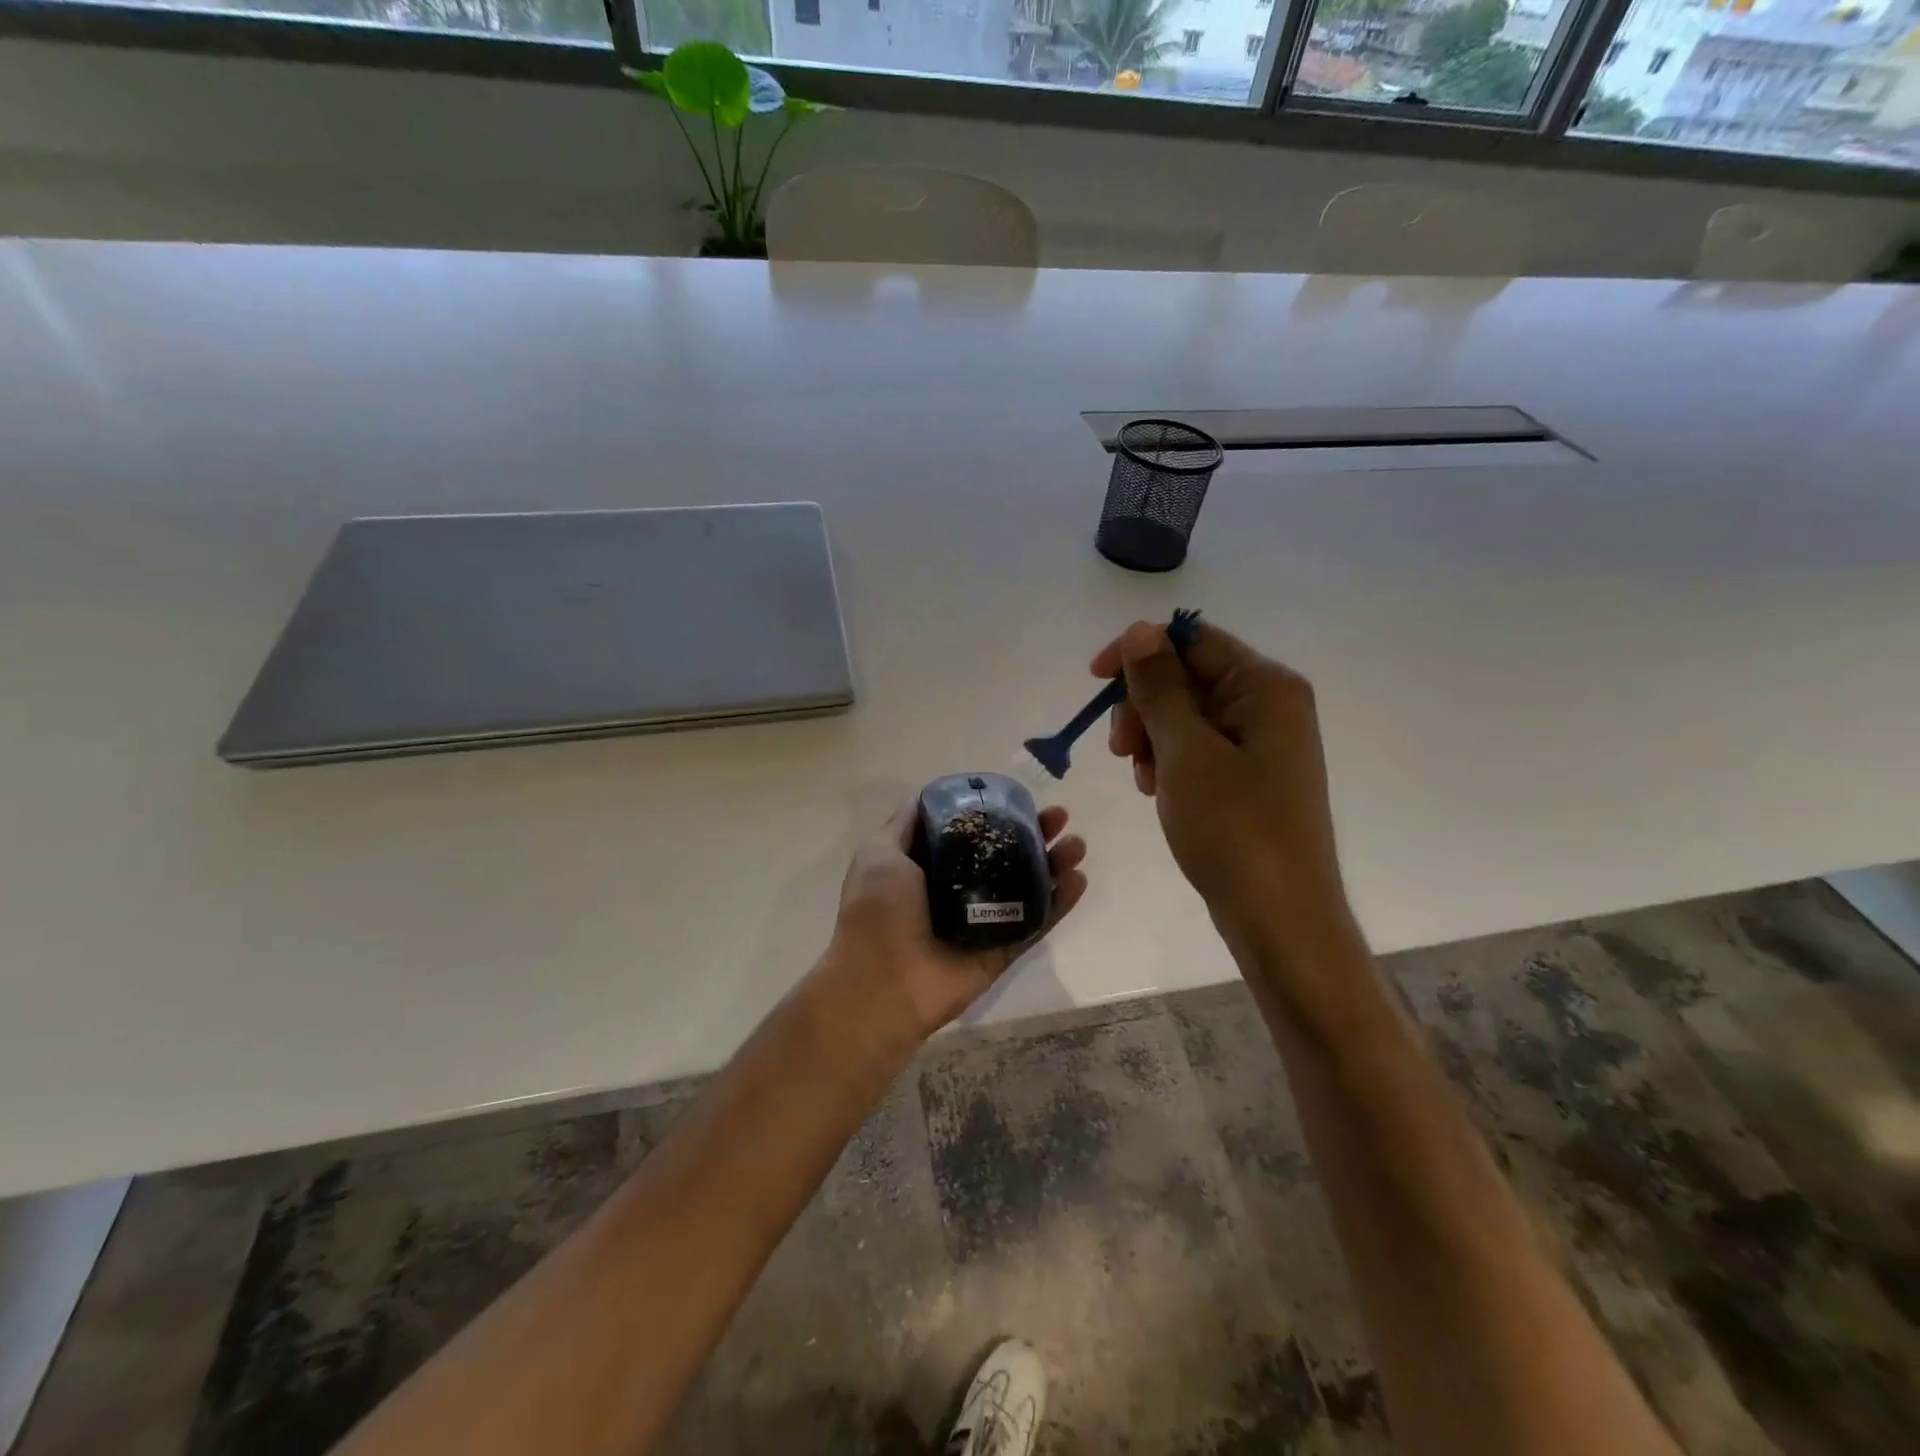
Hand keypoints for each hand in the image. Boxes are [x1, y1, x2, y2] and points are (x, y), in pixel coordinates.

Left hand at [814, 801, 1088, 1065]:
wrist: (882, 984)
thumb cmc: (877, 912)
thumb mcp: (880, 854)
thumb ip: (904, 825)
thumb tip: (926, 795)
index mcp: (931, 867)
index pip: (972, 833)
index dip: (995, 813)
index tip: (1017, 797)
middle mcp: (960, 890)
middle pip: (1006, 856)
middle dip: (1034, 833)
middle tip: (1059, 816)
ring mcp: (984, 921)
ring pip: (1028, 886)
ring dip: (1055, 863)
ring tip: (1077, 843)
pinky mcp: (1003, 950)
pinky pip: (1037, 923)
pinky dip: (1060, 903)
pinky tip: (1079, 879)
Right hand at [1092, 620, 1353, 963]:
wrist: (1279, 918)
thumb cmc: (1234, 829)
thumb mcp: (1186, 752)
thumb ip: (1159, 687)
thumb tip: (1139, 630)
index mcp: (1266, 687)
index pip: (1192, 640)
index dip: (1138, 652)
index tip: (1094, 680)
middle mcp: (1269, 706)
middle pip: (1187, 677)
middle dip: (1144, 706)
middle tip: (1122, 750)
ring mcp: (1261, 743)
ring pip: (1186, 715)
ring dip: (1152, 738)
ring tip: (1144, 780)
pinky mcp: (1249, 776)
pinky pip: (1198, 748)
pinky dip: (1169, 762)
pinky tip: (1158, 791)